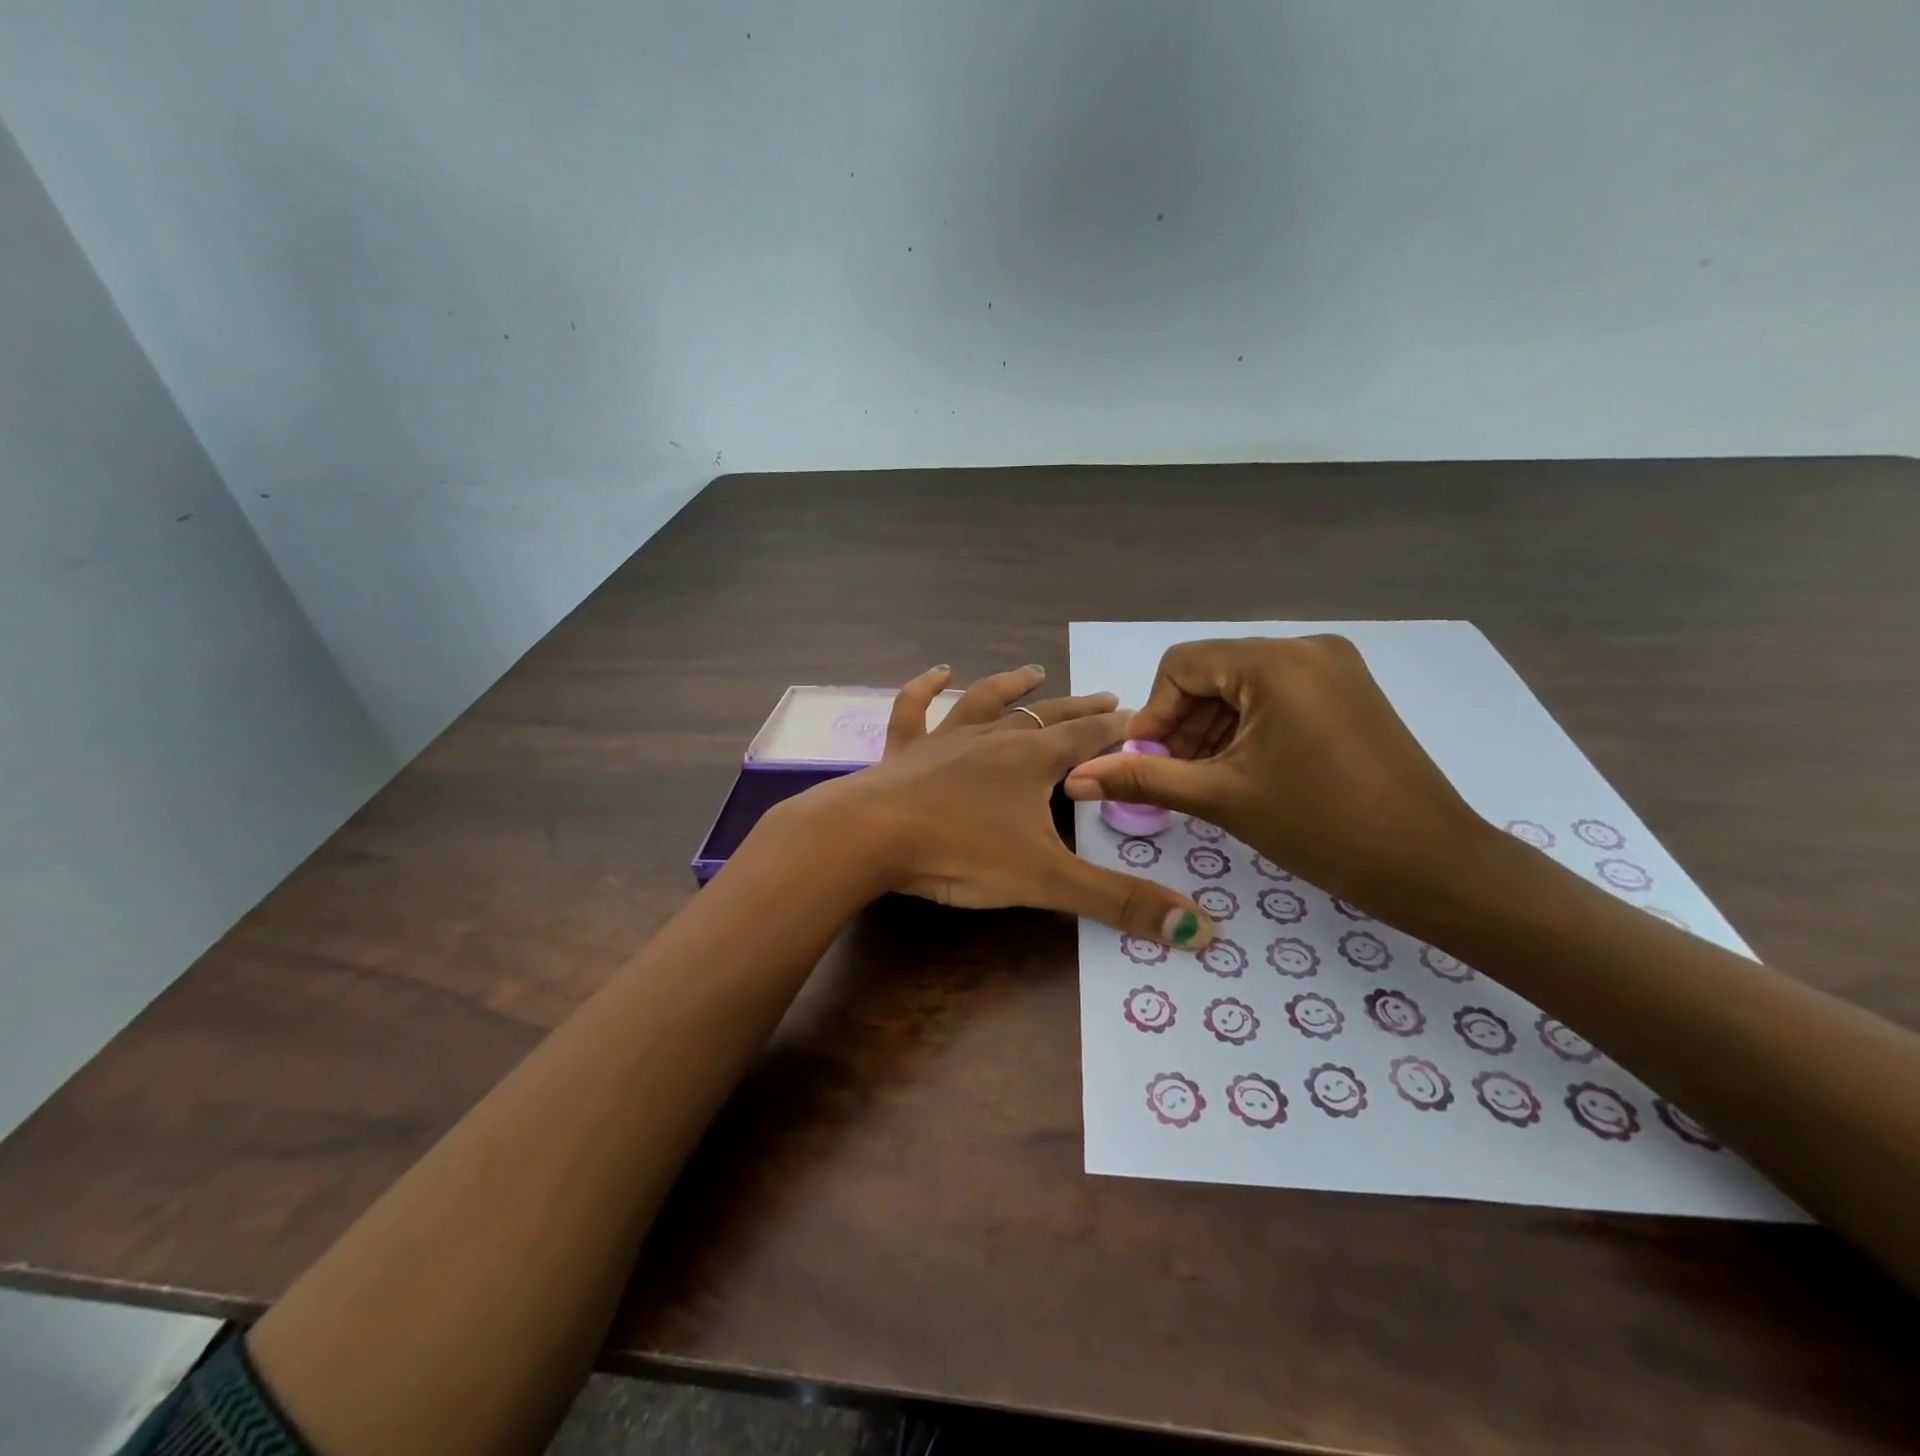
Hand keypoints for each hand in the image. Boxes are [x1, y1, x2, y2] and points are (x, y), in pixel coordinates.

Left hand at [782, 665, 1212, 946]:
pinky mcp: (904, 751)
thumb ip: (1120, 902)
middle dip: (1079, 708)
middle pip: (1046, 717)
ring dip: (1011, 687)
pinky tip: (936, 672)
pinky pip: (914, 709)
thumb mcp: (1047, 882)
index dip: (1117, 730)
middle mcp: (993, 738)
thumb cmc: (961, 852)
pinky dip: (924, 688)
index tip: (1141, 719)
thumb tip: (1201, 931)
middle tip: (1107, 695)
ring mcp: (944, 739)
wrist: (870, 836)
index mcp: (1032, 761)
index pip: (1088, 738)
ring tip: (1034, 671)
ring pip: (984, 702)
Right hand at [1062, 636, 1491, 916]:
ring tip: (1208, 782)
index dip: (1154, 714)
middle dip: (1183, 725)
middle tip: (1175, 778)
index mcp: (1275, 662)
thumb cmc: (1321, 826)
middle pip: (1212, 674)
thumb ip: (1143, 777)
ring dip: (1213, 730)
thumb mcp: (1221, 798)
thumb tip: (1074, 779)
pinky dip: (1249, 728)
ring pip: (1243, 687)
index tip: (1148, 762)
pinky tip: (1246, 771)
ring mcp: (1334, 668)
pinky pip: (1277, 697)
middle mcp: (1306, 648)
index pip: (1181, 665)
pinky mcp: (1349, 692)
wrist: (1432, 865)